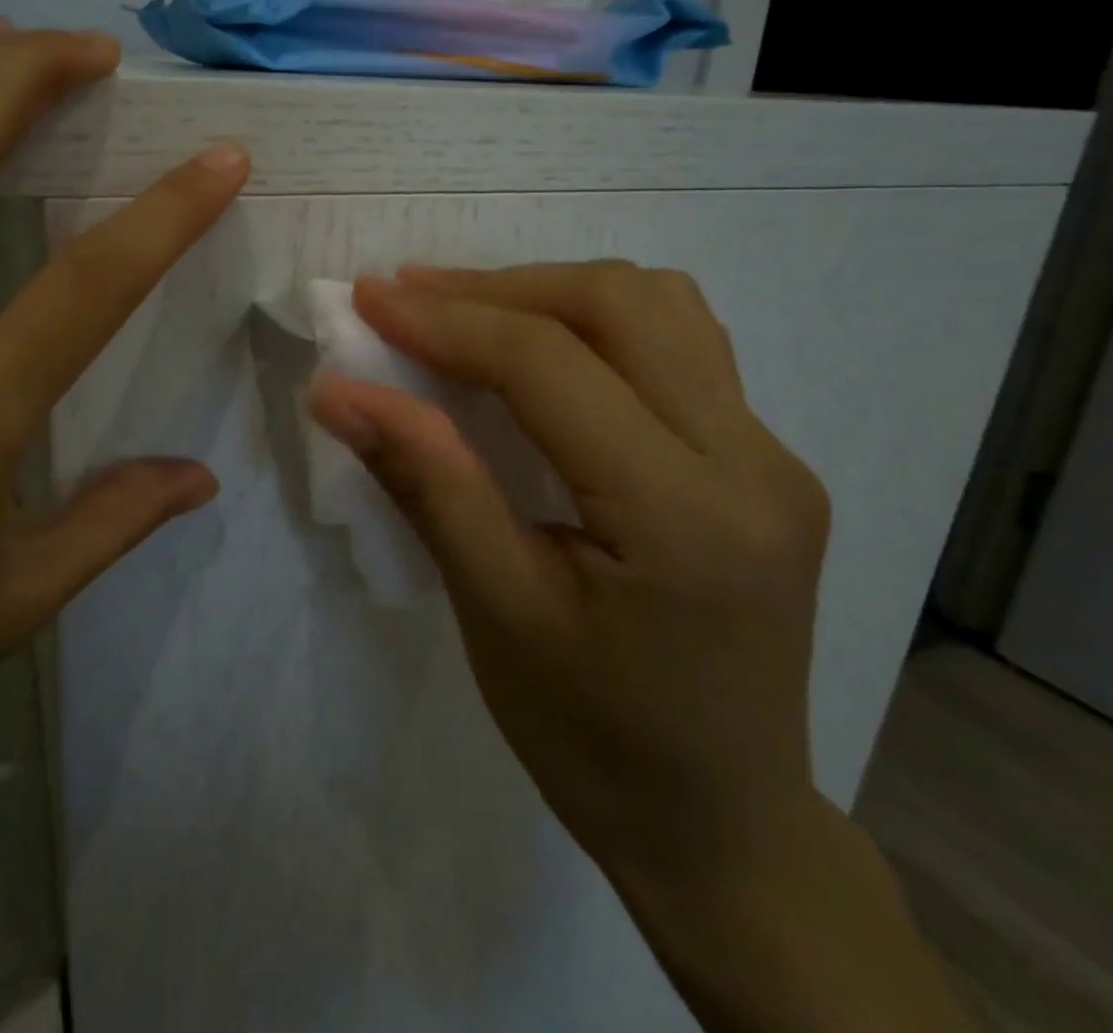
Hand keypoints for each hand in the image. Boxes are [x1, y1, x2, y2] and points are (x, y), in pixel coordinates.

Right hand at [307, 263, 829, 891]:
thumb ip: (426, 484)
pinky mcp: (766, 462)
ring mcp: (773, 456)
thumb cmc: (594, 739)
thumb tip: (340, 392)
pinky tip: (542, 353)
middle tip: (411, 298)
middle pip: (620, 304)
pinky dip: (596, 324)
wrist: (723, 825)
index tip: (369, 299)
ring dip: (552, 292)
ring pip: (660, 307)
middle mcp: (752, 462)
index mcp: (684, 515)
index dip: (448, 321)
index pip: (550, 365)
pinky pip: (679, 346)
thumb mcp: (495, 614)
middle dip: (500, 288)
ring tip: (468, 313)